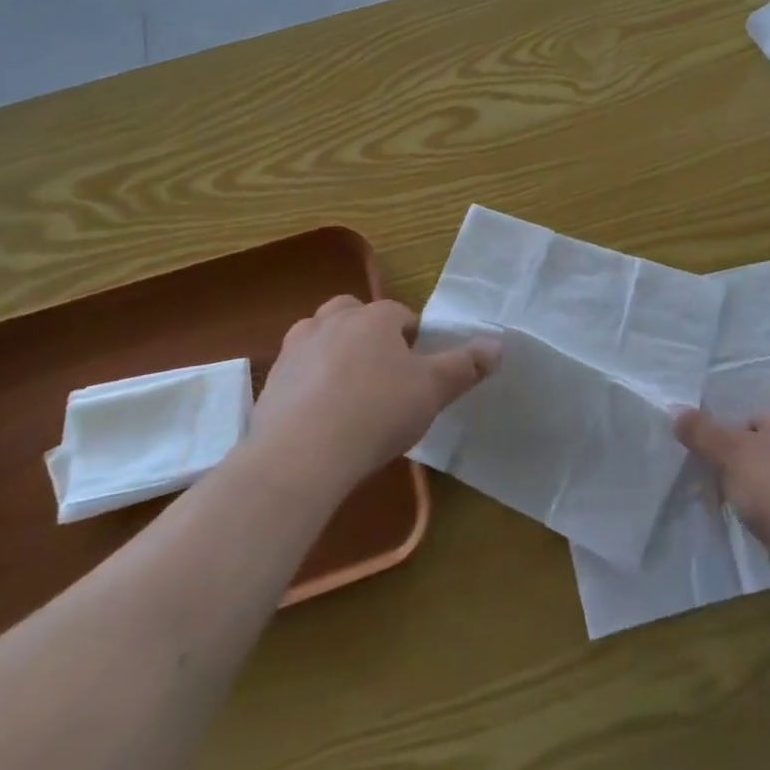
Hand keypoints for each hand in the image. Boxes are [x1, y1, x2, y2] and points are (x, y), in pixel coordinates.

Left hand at [249, 296, 497, 496]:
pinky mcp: (270, 382)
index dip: (413, 340)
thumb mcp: (433, 390)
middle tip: (382, 373)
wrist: (302, 455)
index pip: (401, 315)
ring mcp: (296, 349)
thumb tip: (498, 345)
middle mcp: (332, 321)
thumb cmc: (377, 412)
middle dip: (368, 334)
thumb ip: (466, 366)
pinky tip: (320, 418)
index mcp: (374, 317)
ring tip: (349, 393)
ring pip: (320, 337)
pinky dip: (309, 385)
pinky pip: (297, 373)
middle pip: (354, 314)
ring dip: (334, 354)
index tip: (418, 372)